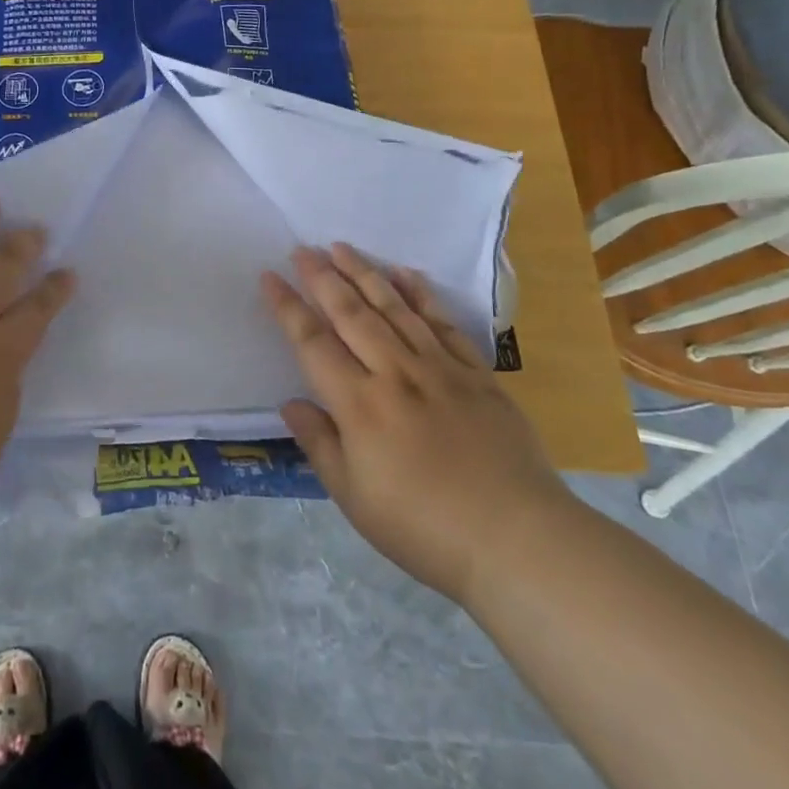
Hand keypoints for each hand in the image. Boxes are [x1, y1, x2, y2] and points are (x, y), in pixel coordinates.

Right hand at [263, 244, 578, 603]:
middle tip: (303, 249)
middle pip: (351, 314)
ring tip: (342, 247)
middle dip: (323, 278)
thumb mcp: (354, 497)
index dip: (288, 307)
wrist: (518, 540)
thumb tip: (290, 403)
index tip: (270, 276)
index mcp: (359, 404)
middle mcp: (395, 374)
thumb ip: (319, 444)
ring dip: (365, 274)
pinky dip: (423, 297)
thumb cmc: (424, 528)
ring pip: (394, 309)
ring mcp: (440, 370)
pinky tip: (407, 275)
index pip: (313, 343)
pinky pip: (445, 324)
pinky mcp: (478, 376)